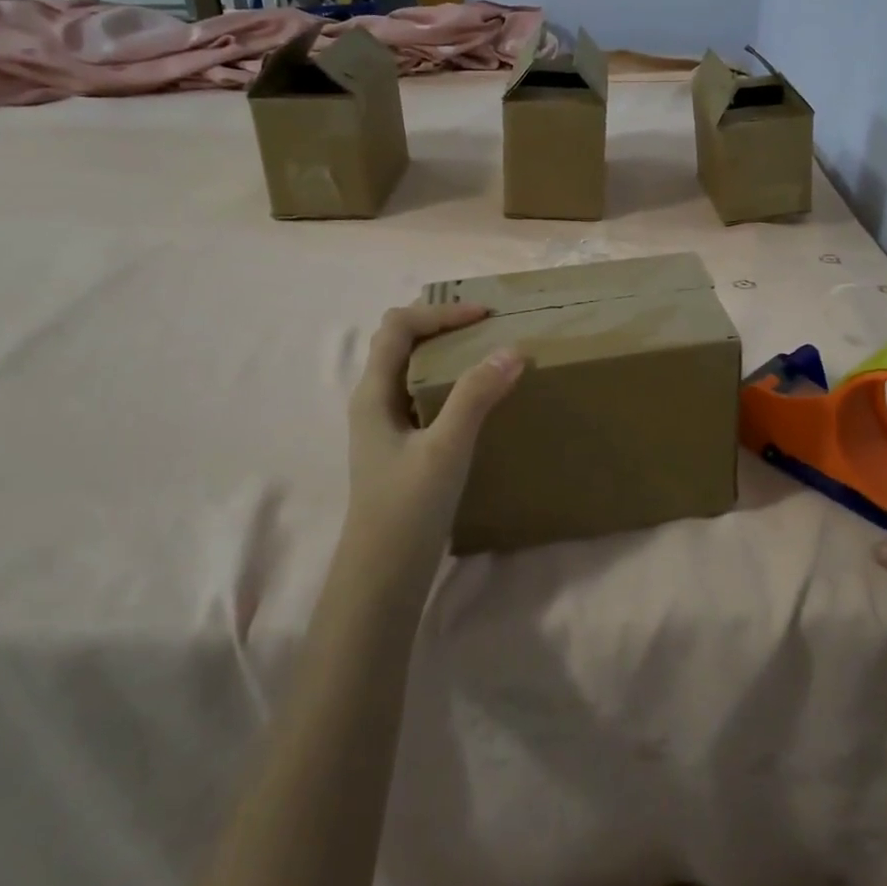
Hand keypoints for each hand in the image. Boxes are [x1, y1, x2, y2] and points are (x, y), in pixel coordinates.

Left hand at [345, 303, 523, 561]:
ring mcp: (387, 424)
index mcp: (374, 392)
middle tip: (487, 328)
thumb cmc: (408, 508)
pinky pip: (423, 395)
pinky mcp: (402, 445)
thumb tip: (511, 350)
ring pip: (413, 368)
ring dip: (447, 353)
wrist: (384, 573)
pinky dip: (450, 382)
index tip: (485, 317)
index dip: (440, 312)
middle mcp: (374, 400)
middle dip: (442, 325)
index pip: (399, 326)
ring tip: (487, 356)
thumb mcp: (446, 448)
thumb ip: (475, 397)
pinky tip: (478, 400)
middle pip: (402, 342)